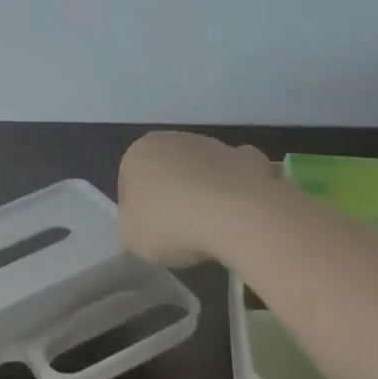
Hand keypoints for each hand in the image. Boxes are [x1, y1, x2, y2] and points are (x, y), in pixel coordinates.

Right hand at [118, 131, 276, 267]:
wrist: (235, 215)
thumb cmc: (171, 224)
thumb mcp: (132, 239)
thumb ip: (132, 227)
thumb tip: (145, 225)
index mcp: (139, 152)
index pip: (129, 183)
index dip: (137, 213)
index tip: (149, 236)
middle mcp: (175, 139)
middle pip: (167, 174)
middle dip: (171, 199)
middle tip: (178, 235)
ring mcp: (215, 145)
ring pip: (201, 174)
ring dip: (203, 195)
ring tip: (210, 232)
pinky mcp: (248, 158)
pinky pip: (235, 179)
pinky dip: (236, 193)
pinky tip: (237, 218)